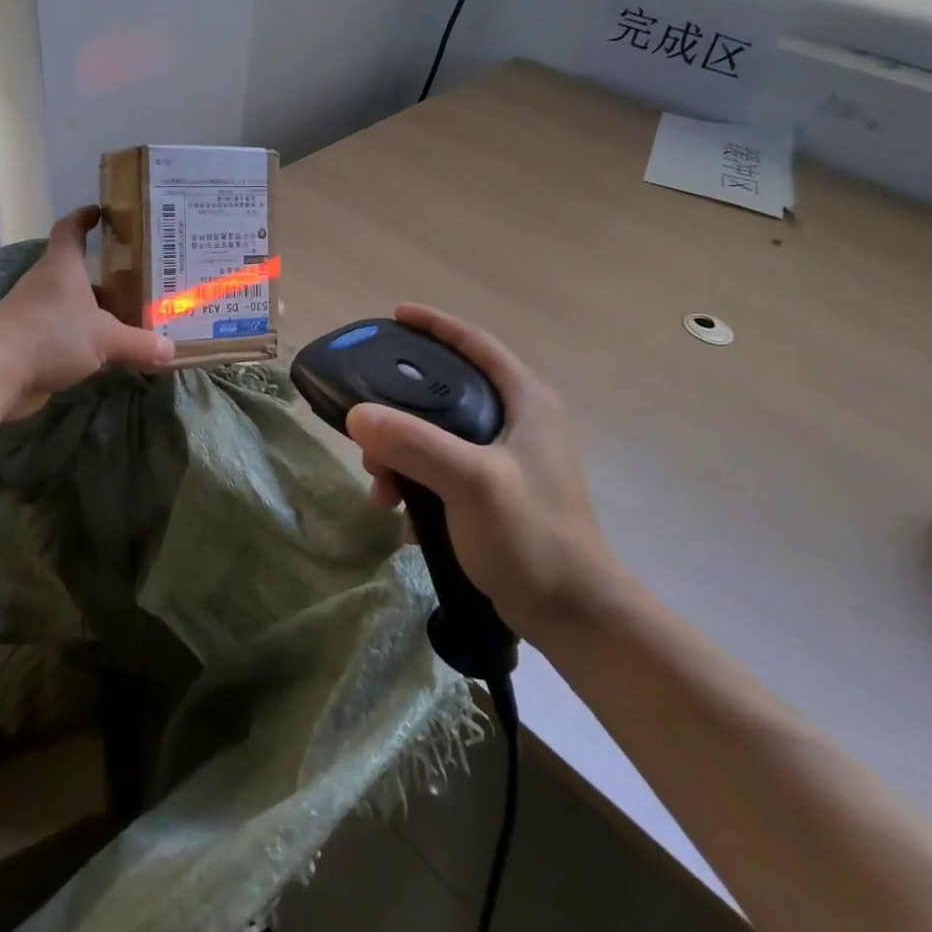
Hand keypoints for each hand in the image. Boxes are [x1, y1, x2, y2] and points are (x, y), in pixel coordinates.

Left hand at [0, 207, 173, 414]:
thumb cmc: (51, 335)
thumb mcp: (105, 338)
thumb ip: (139, 343)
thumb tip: (170, 350)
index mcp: (62, 267)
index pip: (70, 229)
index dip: (84, 218)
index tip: (100, 212)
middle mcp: (46, 284)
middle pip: (76, 271)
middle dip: (105, 275)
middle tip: (139, 278)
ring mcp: (34, 313)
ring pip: (71, 305)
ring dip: (96, 310)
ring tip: (130, 316)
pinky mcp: (29, 342)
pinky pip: (63, 334)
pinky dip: (83, 339)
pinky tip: (106, 352)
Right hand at [346, 303, 623, 637]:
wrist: (574, 616)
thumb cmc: (532, 536)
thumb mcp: (472, 482)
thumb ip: (415, 444)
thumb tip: (356, 415)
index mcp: (526, 402)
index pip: (476, 344)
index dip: (436, 325)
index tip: (395, 315)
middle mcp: (519, 422)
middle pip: (447, 391)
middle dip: (401, 410)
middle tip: (368, 429)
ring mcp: (508, 459)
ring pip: (439, 436)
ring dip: (403, 457)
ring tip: (381, 489)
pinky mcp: (496, 492)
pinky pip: (442, 471)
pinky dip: (418, 486)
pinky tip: (404, 519)